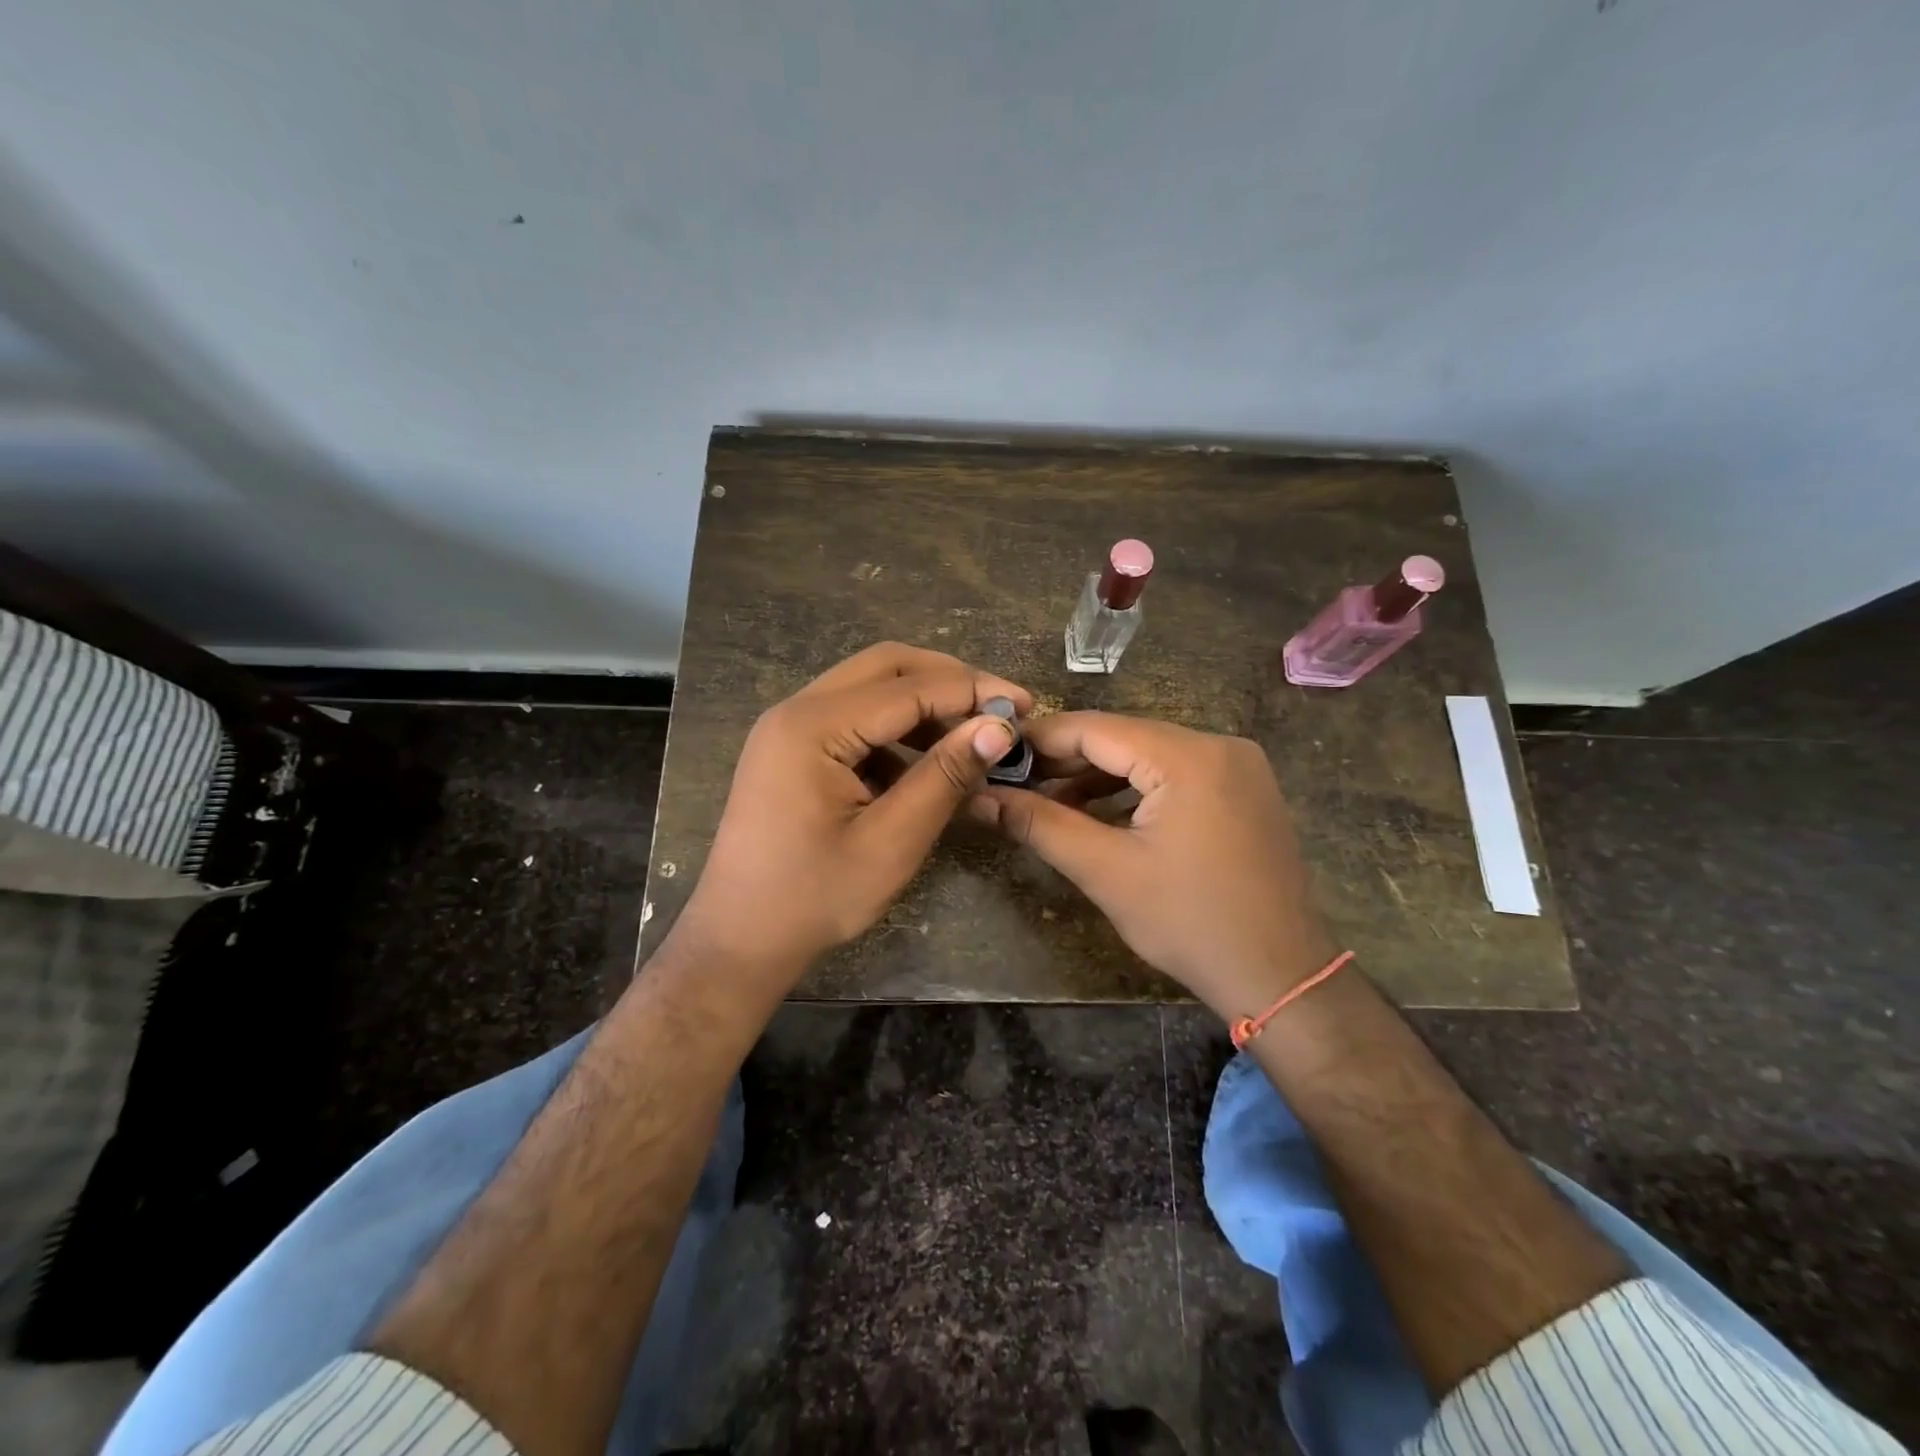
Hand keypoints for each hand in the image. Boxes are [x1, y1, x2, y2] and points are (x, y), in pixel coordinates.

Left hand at [676, 643, 1026, 979]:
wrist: (739, 939)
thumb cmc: (814, 897)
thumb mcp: (891, 842)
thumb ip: (944, 777)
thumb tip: (998, 727)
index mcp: (812, 727)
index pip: (909, 688)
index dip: (972, 691)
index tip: (1024, 705)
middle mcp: (795, 710)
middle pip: (885, 667)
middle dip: (947, 681)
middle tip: (997, 709)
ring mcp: (788, 727)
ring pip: (869, 688)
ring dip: (922, 704)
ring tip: (969, 737)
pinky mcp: (792, 748)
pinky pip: (852, 718)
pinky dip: (895, 730)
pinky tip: (923, 765)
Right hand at [971, 712, 1336, 1017]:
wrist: (1280, 975)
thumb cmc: (1189, 923)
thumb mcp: (1105, 871)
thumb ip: (1040, 824)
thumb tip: (979, 798)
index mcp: (1188, 757)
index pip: (1096, 729)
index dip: (1040, 740)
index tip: (996, 755)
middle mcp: (1218, 744)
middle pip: (1123, 737)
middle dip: (1066, 760)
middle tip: (1015, 783)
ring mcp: (1238, 765)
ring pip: (1148, 754)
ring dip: (1097, 776)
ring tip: (1047, 802)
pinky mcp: (1243, 788)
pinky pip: (1175, 773)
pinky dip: (1134, 789)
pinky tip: (1097, 812)